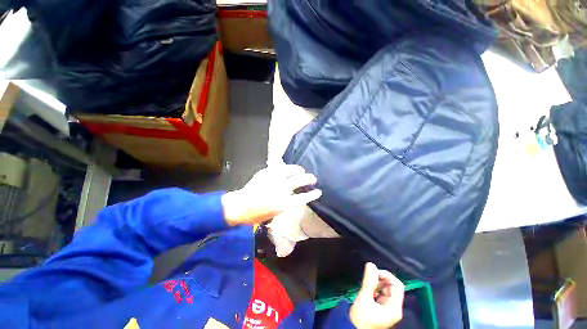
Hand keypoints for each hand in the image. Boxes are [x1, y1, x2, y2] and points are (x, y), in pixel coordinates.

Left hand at [221, 165, 321, 225]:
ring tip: (301, 170)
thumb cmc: (257, 214)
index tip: (318, 191)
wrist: (239, 207)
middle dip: (308, 178)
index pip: (302, 198)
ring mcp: (271, 180)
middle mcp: (279, 190)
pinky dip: (284, 168)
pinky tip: (286, 168)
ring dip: (297, 169)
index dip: (312, 194)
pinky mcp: (264, 174)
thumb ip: (286, 203)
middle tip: (313, 178)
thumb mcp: (275, 213)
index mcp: (282, 204)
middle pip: (298, 181)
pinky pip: (277, 167)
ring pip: (289, 170)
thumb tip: (295, 194)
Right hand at [350, 263, 404, 328]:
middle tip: (369, 279)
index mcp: (394, 307)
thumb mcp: (365, 298)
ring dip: (376, 284)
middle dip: (380, 280)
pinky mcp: (382, 308)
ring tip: (367, 287)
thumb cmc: (361, 318)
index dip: (386, 275)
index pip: (397, 285)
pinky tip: (368, 292)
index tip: (374, 272)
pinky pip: (381, 293)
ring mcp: (388, 308)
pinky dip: (375, 289)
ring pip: (386, 289)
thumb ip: (369, 281)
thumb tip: (371, 264)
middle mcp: (394, 307)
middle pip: (392, 286)